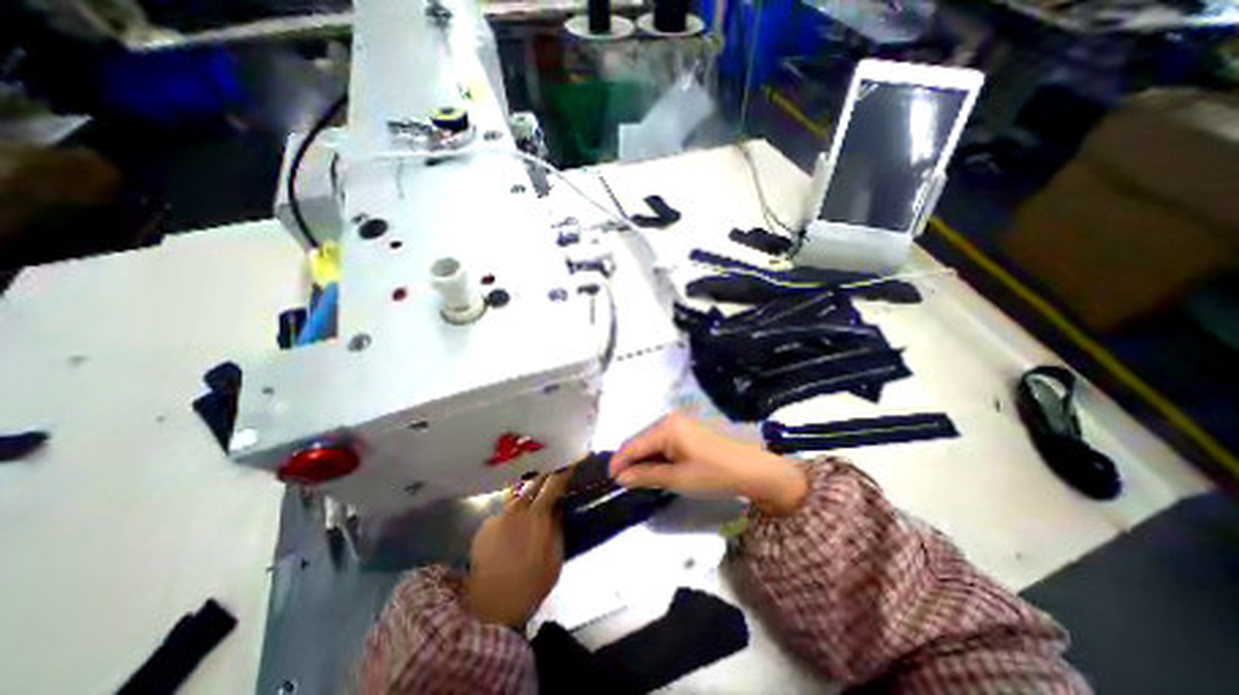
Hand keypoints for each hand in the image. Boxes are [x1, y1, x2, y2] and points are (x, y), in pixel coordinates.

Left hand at [465, 470, 570, 627]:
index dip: (563, 471)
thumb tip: (557, 510)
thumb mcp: (555, 558)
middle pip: (534, 482)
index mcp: (538, 515)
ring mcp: (498, 516)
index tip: (571, 461)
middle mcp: (517, 509)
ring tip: (535, 497)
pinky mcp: (484, 528)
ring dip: (528, 494)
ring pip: (517, 497)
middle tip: (554, 470)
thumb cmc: (531, 584)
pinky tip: (512, 530)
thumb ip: (557, 529)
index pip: (554, 483)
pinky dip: (512, 516)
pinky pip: (504, 514)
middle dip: (546, 474)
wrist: (490, 607)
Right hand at [606, 413, 808, 515]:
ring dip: (643, 458)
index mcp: (666, 427)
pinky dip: (657, 454)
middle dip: (630, 460)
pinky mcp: (690, 428)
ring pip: (652, 440)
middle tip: (623, 482)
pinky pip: (665, 440)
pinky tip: (656, 468)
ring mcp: (682, 421)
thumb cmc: (714, 474)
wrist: (755, 469)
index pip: (634, 444)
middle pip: (641, 439)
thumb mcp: (677, 478)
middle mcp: (670, 418)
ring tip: (637, 478)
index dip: (619, 462)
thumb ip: (646, 475)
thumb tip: (621, 477)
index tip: (609, 480)